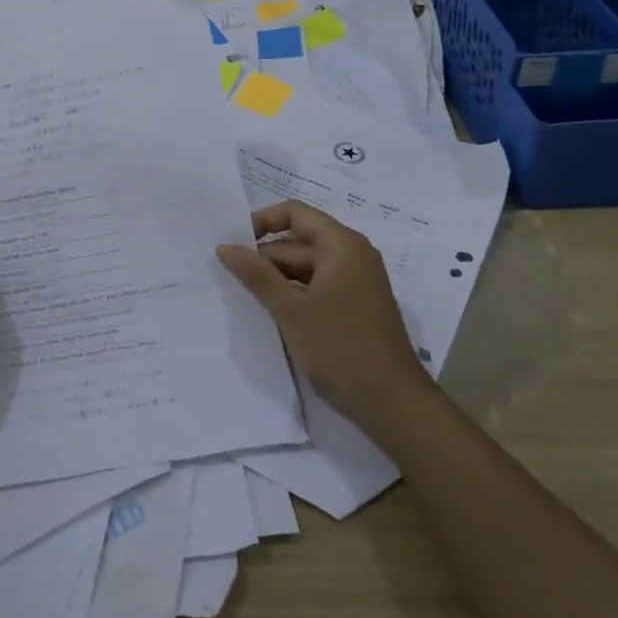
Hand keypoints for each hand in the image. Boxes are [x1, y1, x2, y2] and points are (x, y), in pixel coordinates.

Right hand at [217, 200, 428, 440]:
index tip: (234, 244)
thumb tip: (224, 246)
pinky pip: (317, 287)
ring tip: (243, 296)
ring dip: (277, 279)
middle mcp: (352, 256)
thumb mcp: (291, 310)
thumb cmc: (341, 348)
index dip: (262, 222)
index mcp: (342, 245)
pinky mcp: (355, 307)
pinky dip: (294, 295)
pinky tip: (271, 313)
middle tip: (229, 276)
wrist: (393, 405)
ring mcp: (356, 283)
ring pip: (306, 268)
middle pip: (299, 241)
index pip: (295, 213)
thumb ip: (256, 275)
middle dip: (265, 256)